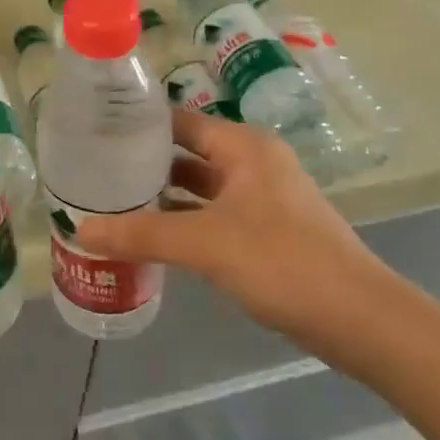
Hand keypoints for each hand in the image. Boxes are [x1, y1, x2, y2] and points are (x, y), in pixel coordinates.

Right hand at [77, 108, 414, 369]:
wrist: (360, 319)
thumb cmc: (282, 262)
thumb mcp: (204, 244)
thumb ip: (141, 234)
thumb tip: (80, 230)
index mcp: (244, 146)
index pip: (179, 120)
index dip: (138, 125)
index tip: (93, 134)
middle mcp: (254, 162)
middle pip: (187, 152)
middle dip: (144, 163)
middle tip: (93, 172)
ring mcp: (263, 198)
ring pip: (200, 186)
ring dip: (162, 195)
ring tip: (111, 202)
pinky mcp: (267, 231)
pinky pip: (213, 214)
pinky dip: (183, 220)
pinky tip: (151, 236)